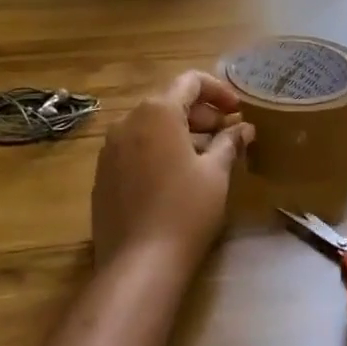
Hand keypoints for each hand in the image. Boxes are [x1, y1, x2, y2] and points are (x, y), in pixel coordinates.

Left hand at [92, 71, 254, 271]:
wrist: (138, 263)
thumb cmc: (185, 210)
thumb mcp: (216, 173)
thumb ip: (229, 143)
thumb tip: (244, 128)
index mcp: (157, 111)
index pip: (190, 82)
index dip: (218, 91)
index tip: (238, 110)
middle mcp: (128, 120)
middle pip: (169, 101)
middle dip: (201, 113)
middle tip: (227, 133)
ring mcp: (110, 148)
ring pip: (150, 126)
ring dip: (180, 132)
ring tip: (206, 155)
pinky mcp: (103, 174)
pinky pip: (135, 148)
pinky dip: (158, 149)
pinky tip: (176, 176)